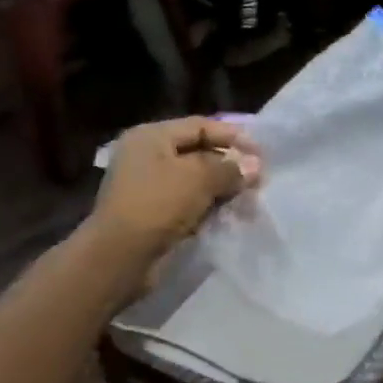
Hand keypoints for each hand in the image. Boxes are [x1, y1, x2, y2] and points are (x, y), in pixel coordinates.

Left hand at [88, 117, 261, 270]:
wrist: (120, 256)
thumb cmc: (157, 205)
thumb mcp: (199, 179)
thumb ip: (231, 168)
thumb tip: (256, 165)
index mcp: (151, 136)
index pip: (200, 126)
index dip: (232, 136)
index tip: (262, 152)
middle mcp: (146, 156)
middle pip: (198, 151)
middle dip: (230, 163)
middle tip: (259, 177)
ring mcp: (148, 186)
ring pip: (195, 179)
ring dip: (222, 186)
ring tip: (249, 195)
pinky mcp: (153, 212)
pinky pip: (188, 201)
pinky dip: (209, 204)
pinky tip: (230, 212)